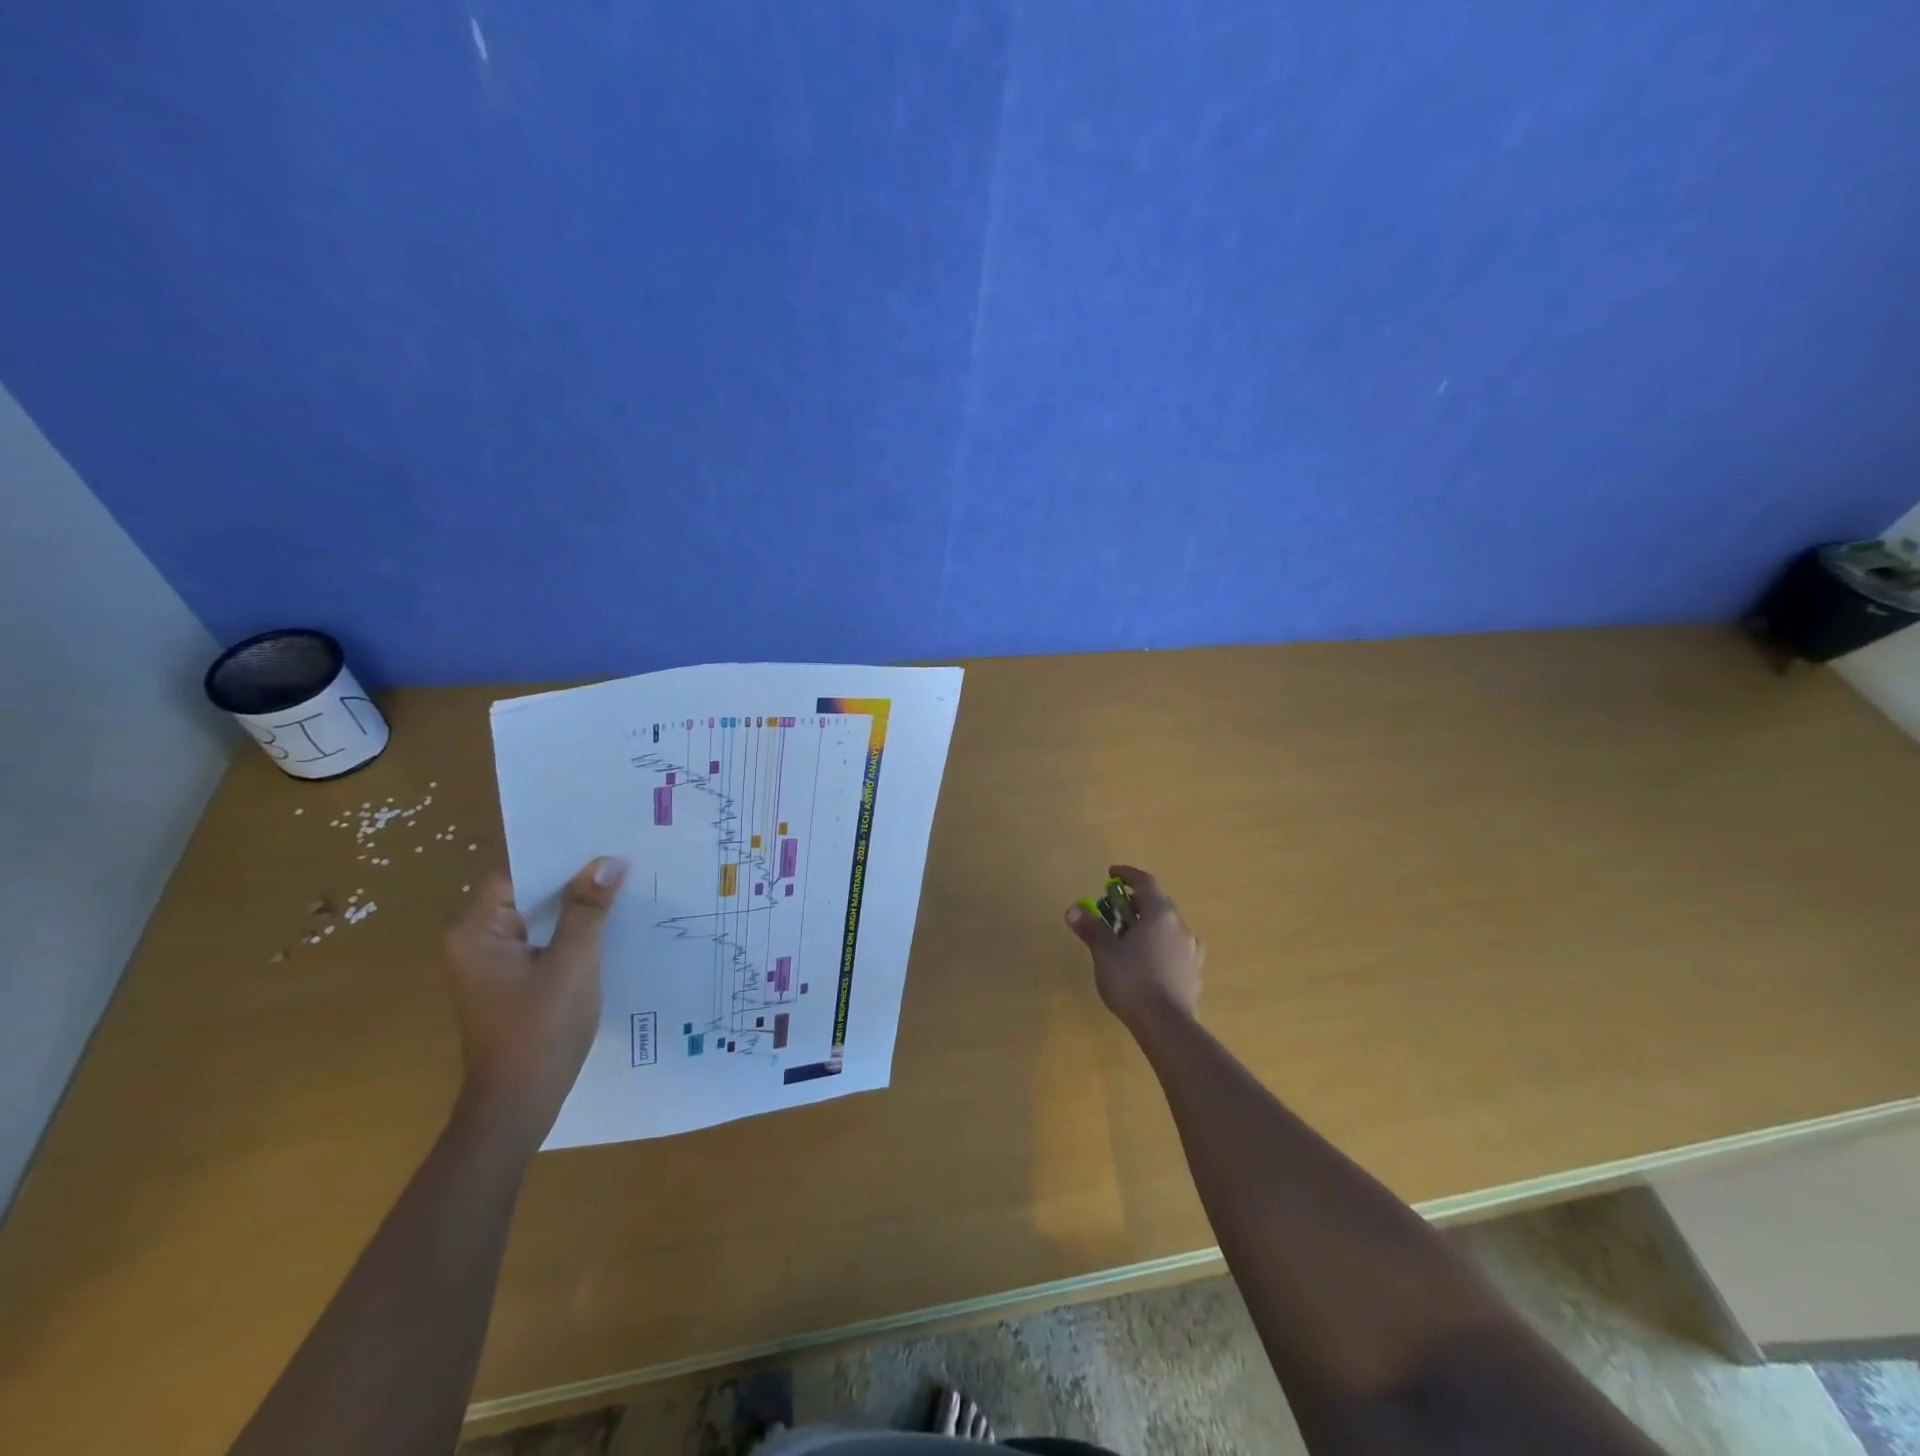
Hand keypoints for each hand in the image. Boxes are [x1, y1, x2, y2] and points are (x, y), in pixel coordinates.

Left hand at [443, 857, 625, 1146]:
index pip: (516, 873)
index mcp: (476, 932)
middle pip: (526, 892)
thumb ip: (587, 909)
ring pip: (537, 917)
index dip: (559, 856)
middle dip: (573, 878)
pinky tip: (607, 924)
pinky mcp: (510, 981)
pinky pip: (541, 940)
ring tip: (622, 882)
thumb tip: (608, 860)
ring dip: (574, 904)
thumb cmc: (541, 1030)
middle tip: (621, 856)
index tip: (602, 839)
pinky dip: (570, 930)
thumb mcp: (573, 963)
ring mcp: (492, 964)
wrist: (519, 1105)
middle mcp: (476, 941)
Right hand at [1064, 864, 1203, 1031]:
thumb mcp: (1105, 952)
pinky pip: (1178, 948)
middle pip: (1159, 903)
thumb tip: (1073, 910)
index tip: (1112, 874)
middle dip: (1137, 902)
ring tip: (1133, 936)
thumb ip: (1091, 928)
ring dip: (1151, 924)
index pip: (1145, 882)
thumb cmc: (1132, 981)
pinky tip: (1153, 960)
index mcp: (1159, 914)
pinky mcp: (1194, 972)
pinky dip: (1163, 945)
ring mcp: (1191, 950)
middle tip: (1116, 910)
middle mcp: (1180, 926)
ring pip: (1170, 926)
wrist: (1166, 1026)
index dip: (1128, 874)